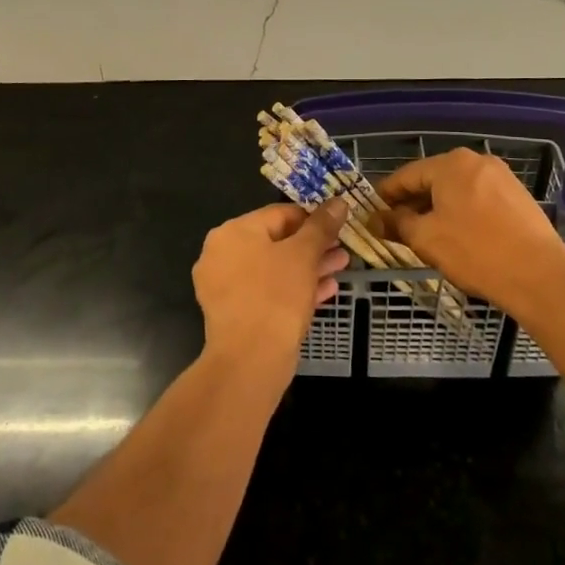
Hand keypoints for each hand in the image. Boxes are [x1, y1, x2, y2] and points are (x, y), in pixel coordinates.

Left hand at [192, 199, 349, 362]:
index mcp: (232, 232)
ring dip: (309, 267)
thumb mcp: (304, 255)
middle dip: (313, 246)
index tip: (339, 225)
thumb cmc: (276, 296)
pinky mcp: (235, 314)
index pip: (279, 213)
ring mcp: (225, 286)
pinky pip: (268, 292)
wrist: (250, 362)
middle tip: (342, 249)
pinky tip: (327, 290)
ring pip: (274, 269)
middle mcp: (222, 254)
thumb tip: (338, 201)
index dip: (313, 217)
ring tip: (340, 267)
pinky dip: (294, 289)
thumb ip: (321, 226)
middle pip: (276, 242)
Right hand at [378, 150, 564, 307]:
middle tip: (397, 229)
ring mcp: (501, 177)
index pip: (407, 175)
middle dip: (413, 203)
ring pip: (457, 190)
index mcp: (450, 163)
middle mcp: (476, 160)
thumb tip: (375, 218)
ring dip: (438, 209)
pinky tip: (459, 237)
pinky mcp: (518, 196)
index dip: (386, 195)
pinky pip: (479, 199)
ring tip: (427, 236)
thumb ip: (397, 223)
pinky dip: (463, 213)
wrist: (540, 275)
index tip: (372, 213)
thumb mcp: (426, 239)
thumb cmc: (475, 251)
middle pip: (433, 180)